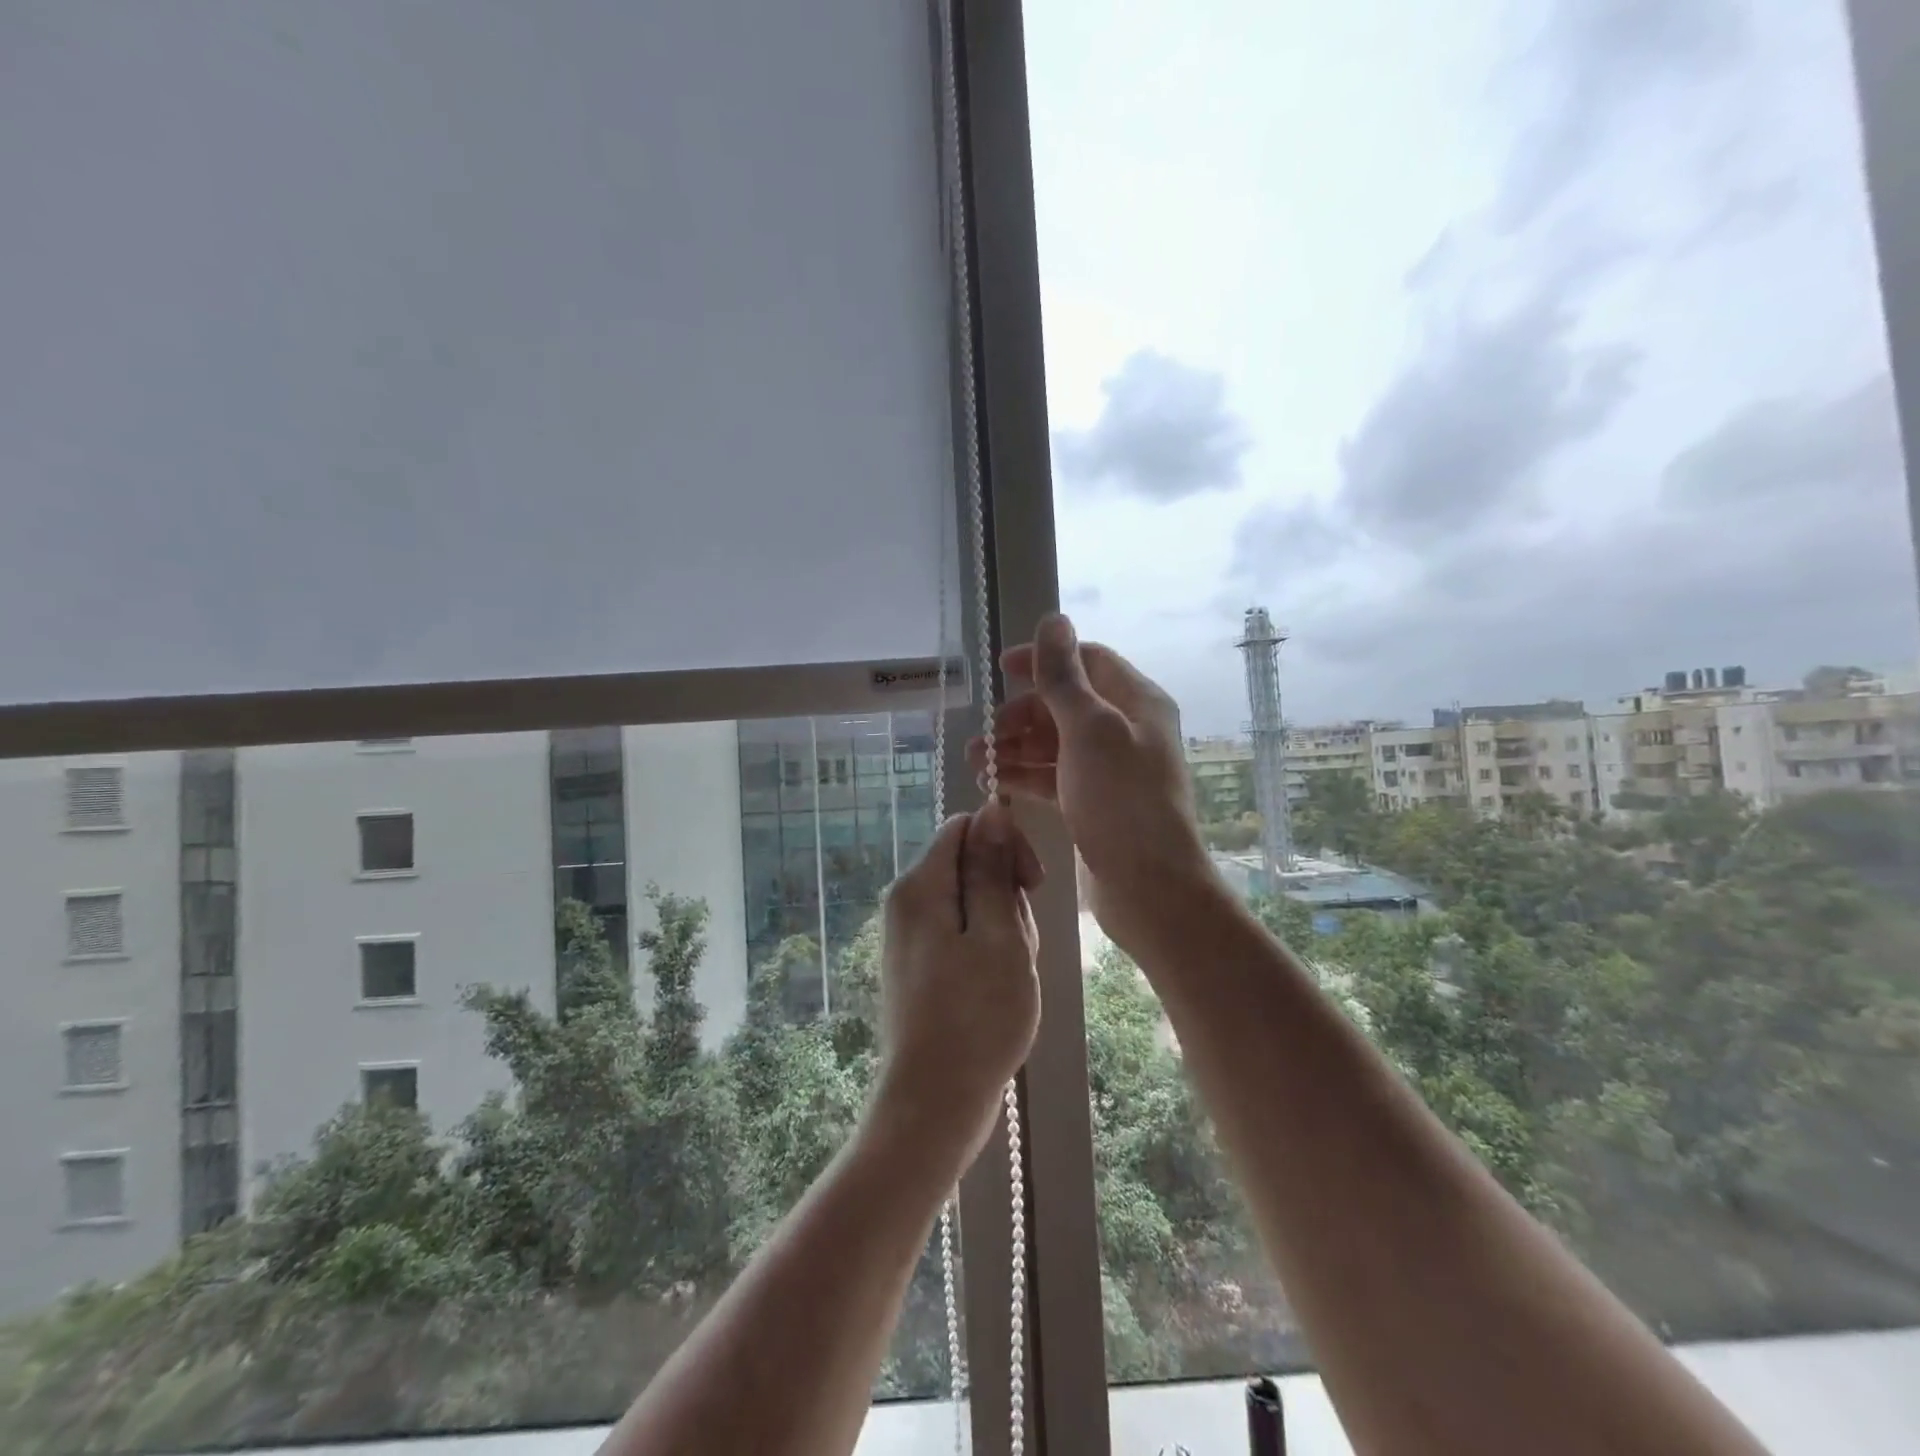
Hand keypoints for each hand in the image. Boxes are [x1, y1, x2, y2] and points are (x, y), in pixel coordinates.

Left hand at [874, 801, 1042, 1160]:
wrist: (934, 1103)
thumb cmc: (976, 1017)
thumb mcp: (998, 935)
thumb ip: (992, 869)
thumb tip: (991, 809)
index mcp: (921, 886)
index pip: (966, 827)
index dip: (1006, 845)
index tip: (1032, 886)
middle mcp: (907, 902)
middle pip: (970, 866)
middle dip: (1006, 896)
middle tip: (1018, 947)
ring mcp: (911, 936)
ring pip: (973, 904)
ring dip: (1003, 929)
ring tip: (1010, 975)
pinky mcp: (920, 965)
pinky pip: (962, 935)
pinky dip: (988, 952)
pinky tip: (999, 988)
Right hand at [968, 613, 1212, 948]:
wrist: (1150, 887)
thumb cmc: (1121, 800)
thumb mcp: (1088, 729)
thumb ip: (1064, 676)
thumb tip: (1052, 619)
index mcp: (1137, 702)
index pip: (1086, 661)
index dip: (1043, 659)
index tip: (1000, 670)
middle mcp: (1127, 729)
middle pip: (1066, 703)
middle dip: (1023, 712)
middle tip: (988, 732)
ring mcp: (1111, 769)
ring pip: (1055, 743)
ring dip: (1016, 746)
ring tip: (976, 759)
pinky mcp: (1096, 803)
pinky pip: (1054, 776)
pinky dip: (1025, 775)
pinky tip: (993, 781)